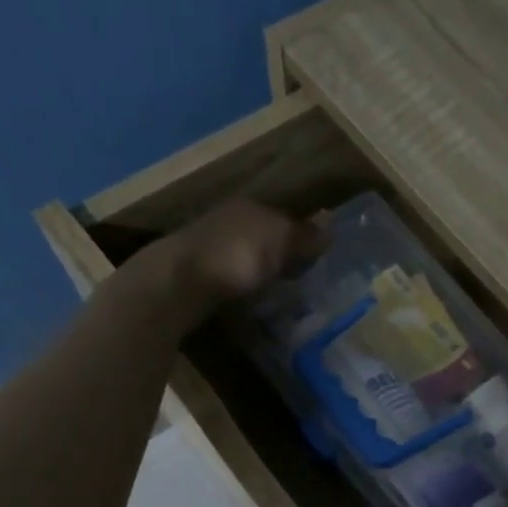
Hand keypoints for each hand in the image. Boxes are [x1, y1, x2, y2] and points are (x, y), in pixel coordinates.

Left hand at [164, 198, 325, 305]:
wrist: (178, 282)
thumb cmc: (237, 255)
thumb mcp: (280, 240)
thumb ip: (304, 235)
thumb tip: (329, 228)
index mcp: (251, 206)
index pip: (286, 217)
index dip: (305, 237)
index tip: (319, 260)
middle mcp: (230, 219)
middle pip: (266, 236)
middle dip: (283, 254)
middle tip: (303, 279)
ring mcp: (211, 246)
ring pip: (248, 256)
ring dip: (263, 272)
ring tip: (282, 294)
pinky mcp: (198, 274)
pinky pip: (233, 277)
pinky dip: (245, 286)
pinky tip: (253, 300)